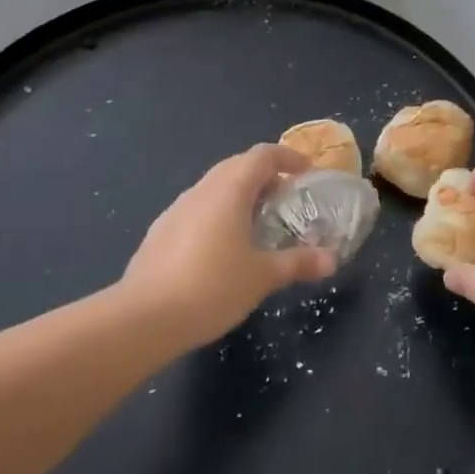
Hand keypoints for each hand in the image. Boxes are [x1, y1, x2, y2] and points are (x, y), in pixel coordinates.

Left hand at [118, 144, 337, 350]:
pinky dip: (218, 214)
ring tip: (258, 223)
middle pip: (236, 166)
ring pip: (214, 188)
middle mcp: (201, 191)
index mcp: (229, 190)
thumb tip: (331, 260)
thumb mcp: (262, 276)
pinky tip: (223, 247)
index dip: (287, 157)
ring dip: (239, 194)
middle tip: (286, 197)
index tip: (306, 171)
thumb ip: (297, 263)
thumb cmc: (211, 287)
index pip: (261, 155)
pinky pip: (197, 209)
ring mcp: (176, 210)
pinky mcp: (160, 232)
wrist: (143, 318)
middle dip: (264, 175)